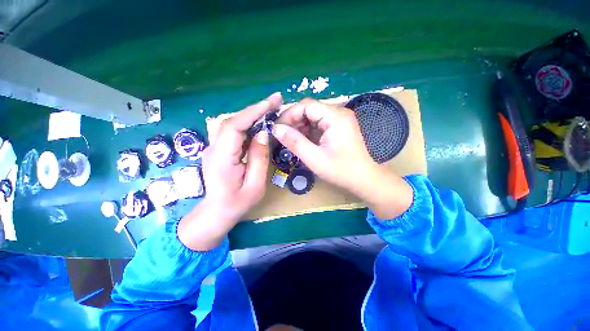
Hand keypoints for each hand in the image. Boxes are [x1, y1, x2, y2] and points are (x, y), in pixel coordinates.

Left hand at [178, 92, 281, 250]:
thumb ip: (259, 158)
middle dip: (255, 109)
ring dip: (252, 115)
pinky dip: (248, 124)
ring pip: (233, 124)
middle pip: (233, 121)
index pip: (235, 127)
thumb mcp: (255, 185)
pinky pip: (234, 132)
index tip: (271, 102)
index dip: (253, 112)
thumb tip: (263, 133)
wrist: (216, 213)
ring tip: (271, 109)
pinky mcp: (219, 149)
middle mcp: (214, 148)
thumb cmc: (237, 203)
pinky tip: (260, 122)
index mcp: (222, 158)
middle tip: (275, 101)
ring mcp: (214, 148)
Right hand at [273, 98, 412, 218]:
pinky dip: (309, 131)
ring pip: (314, 116)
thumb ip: (294, 142)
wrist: (364, 179)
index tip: (277, 128)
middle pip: (310, 109)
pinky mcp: (340, 127)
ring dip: (300, 126)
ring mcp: (341, 119)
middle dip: (294, 121)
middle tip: (282, 135)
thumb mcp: (314, 158)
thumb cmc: (341, 171)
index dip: (289, 114)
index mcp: (336, 117)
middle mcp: (339, 113)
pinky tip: (303, 141)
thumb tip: (276, 129)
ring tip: (291, 139)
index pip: (306, 105)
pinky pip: (320, 123)